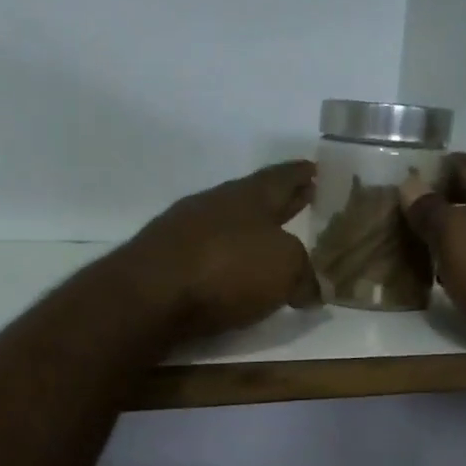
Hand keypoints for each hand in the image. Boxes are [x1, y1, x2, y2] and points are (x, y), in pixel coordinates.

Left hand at [116, 161, 321, 342]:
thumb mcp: (286, 268)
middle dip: (282, 202)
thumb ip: (305, 273)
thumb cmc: (228, 269)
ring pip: (229, 223)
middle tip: (304, 200)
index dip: (301, 175)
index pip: (283, 177)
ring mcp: (185, 229)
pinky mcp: (165, 260)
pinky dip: (226, 258)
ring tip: (271, 242)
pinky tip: (232, 271)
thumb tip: (311, 289)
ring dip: (251, 231)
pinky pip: (208, 252)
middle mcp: (216, 203)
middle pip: (256, 199)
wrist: (150, 295)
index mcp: (250, 195)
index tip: (315, 170)